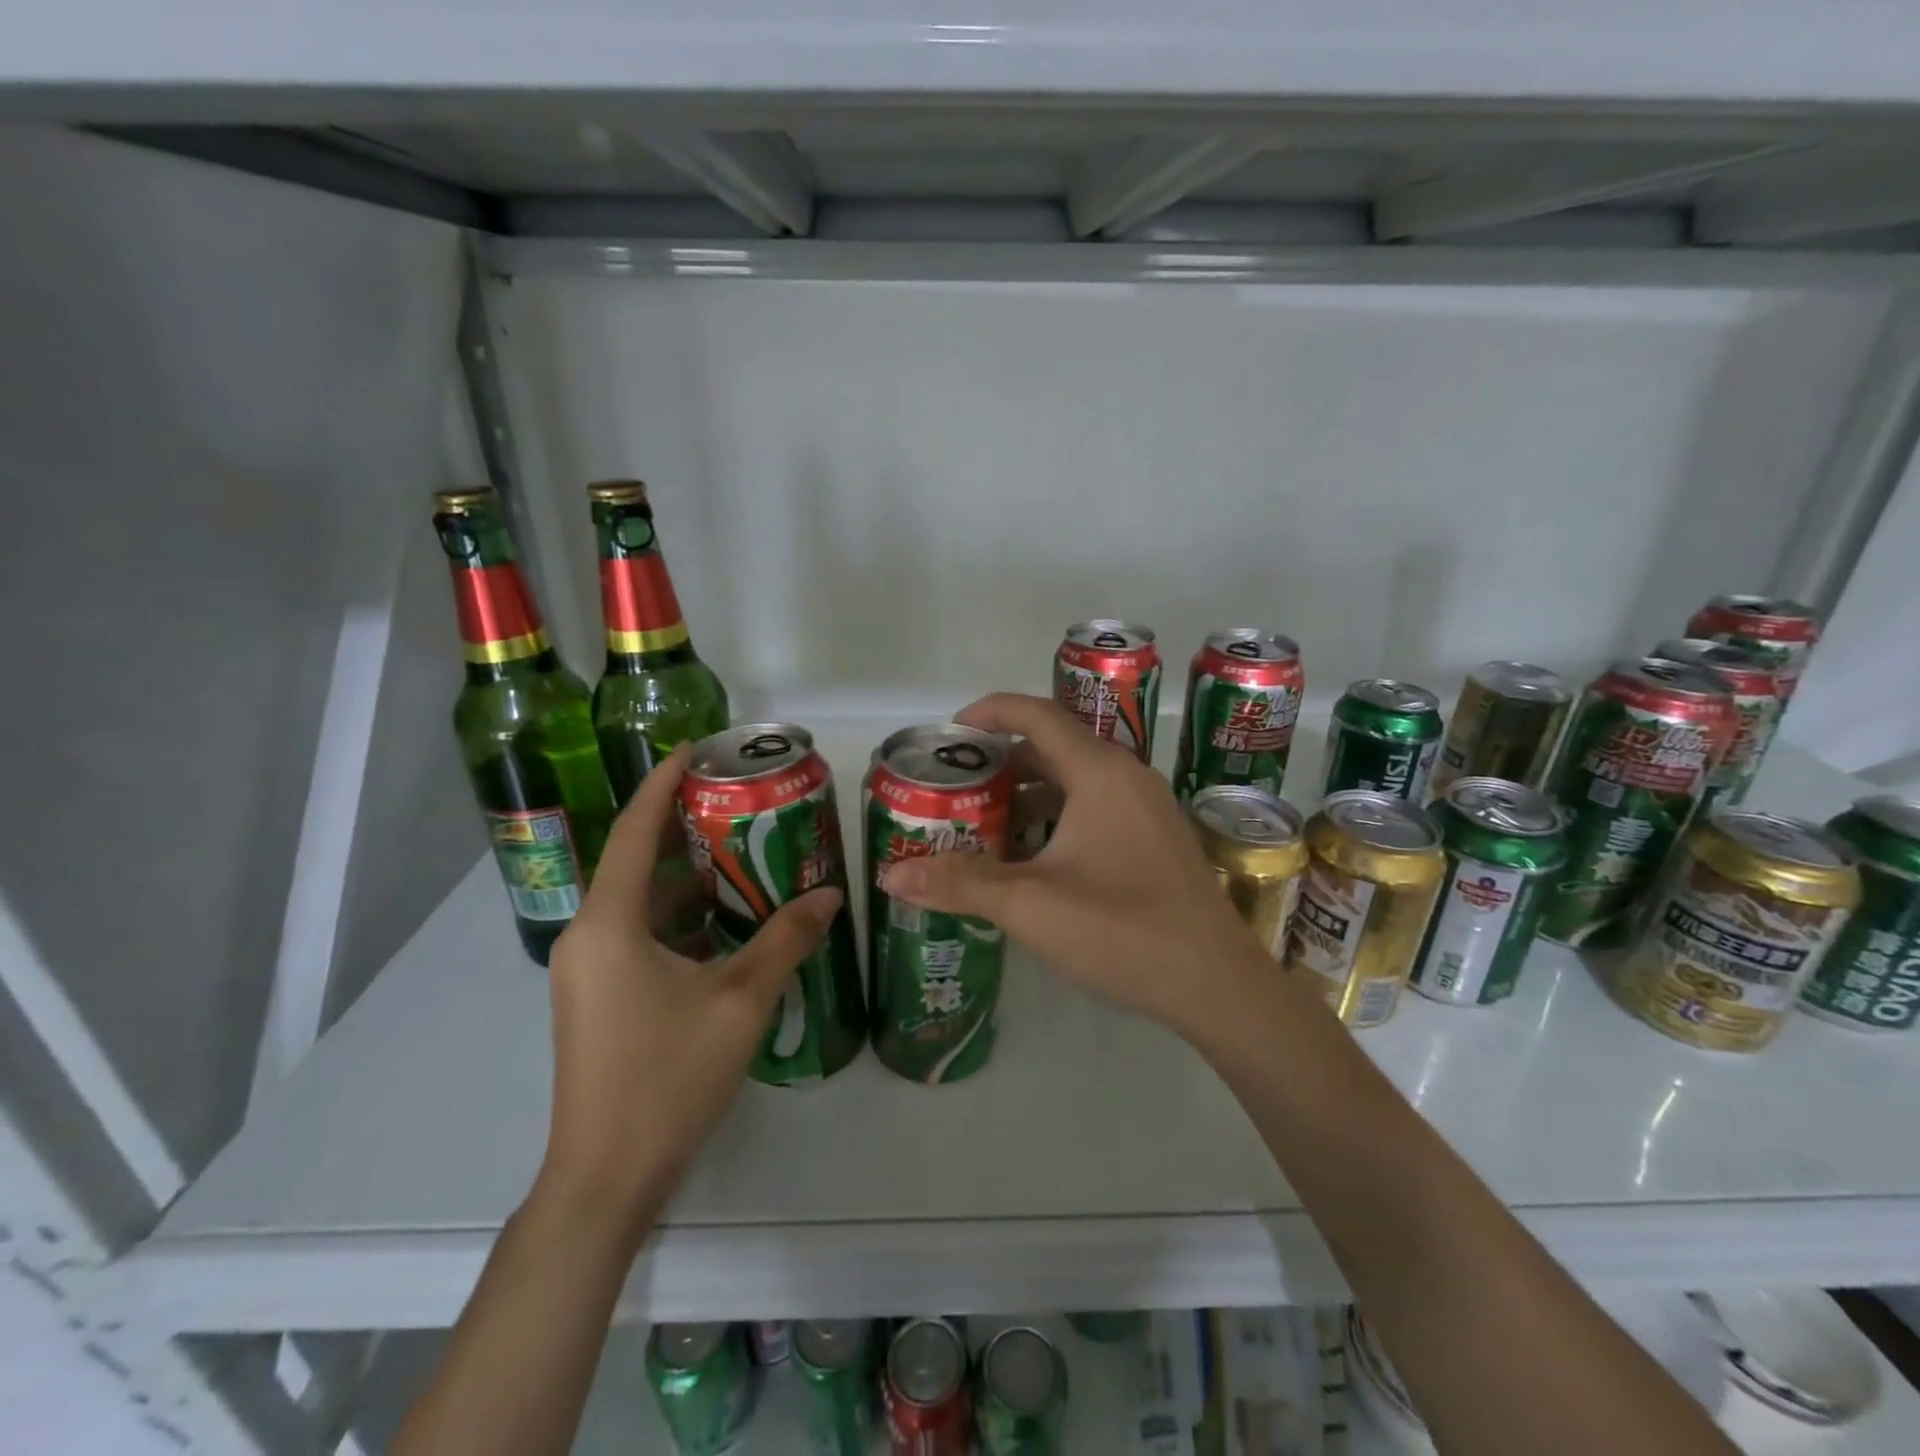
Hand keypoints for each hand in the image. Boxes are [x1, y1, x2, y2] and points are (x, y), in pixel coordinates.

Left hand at [538, 744, 842, 1221]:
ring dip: (688, 880)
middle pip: (637, 864)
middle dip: (685, 830)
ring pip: (642, 905)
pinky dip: (681, 919)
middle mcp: (589, 937)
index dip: (661, 784)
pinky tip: (729, 923)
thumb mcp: (740, 1001)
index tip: (695, 750)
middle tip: (740, 804)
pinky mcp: (598, 999)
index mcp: (611, 924)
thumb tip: (829, 895)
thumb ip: (785, 940)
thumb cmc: (667, 1077)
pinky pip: (640, 937)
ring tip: (745, 856)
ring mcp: (589, 971)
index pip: (633, 832)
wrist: (607, 1177)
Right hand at [879, 692, 1268, 1044]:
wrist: (1217, 985)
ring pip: (1075, 781)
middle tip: (956, 786)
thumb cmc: (1123, 931)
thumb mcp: (1031, 905)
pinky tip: (1031, 857)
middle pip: (1053, 747)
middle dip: (1001, 762)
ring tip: (983, 823)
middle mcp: (1127, 777)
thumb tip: (890, 875)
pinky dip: (1055, 817)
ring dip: (1027, 794)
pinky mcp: (1155, 838)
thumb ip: (960, 883)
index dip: (989, 713)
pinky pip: (1095, 807)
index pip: (1036, 715)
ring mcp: (1146, 808)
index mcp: (1100, 773)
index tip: (949, 733)